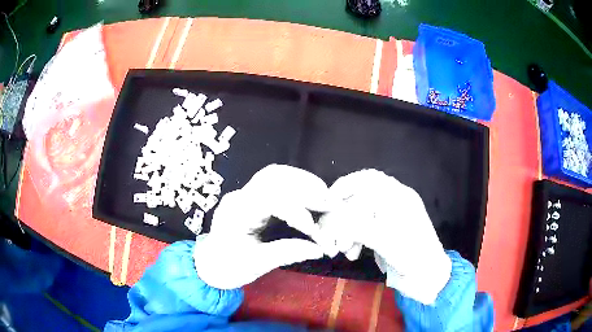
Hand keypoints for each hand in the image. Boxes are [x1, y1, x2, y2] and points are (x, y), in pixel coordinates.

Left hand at [193, 164, 334, 289]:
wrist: (210, 263)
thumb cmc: (229, 266)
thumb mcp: (257, 264)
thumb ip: (288, 253)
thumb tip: (319, 249)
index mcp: (236, 214)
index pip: (271, 200)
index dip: (298, 211)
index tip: (316, 230)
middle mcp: (239, 196)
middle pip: (273, 176)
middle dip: (304, 186)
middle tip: (328, 202)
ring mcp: (244, 193)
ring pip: (274, 174)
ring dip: (302, 181)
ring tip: (323, 195)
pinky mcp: (251, 195)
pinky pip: (275, 181)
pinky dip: (295, 184)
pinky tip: (309, 194)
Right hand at [319, 169, 450, 304]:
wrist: (427, 278)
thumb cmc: (412, 257)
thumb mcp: (385, 241)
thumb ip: (358, 227)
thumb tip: (333, 223)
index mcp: (399, 197)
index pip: (369, 179)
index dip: (346, 185)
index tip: (328, 201)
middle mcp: (395, 203)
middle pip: (361, 196)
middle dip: (344, 214)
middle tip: (331, 229)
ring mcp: (390, 217)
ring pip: (360, 214)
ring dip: (347, 230)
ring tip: (343, 249)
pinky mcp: (386, 232)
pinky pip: (365, 228)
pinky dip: (355, 238)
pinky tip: (352, 253)